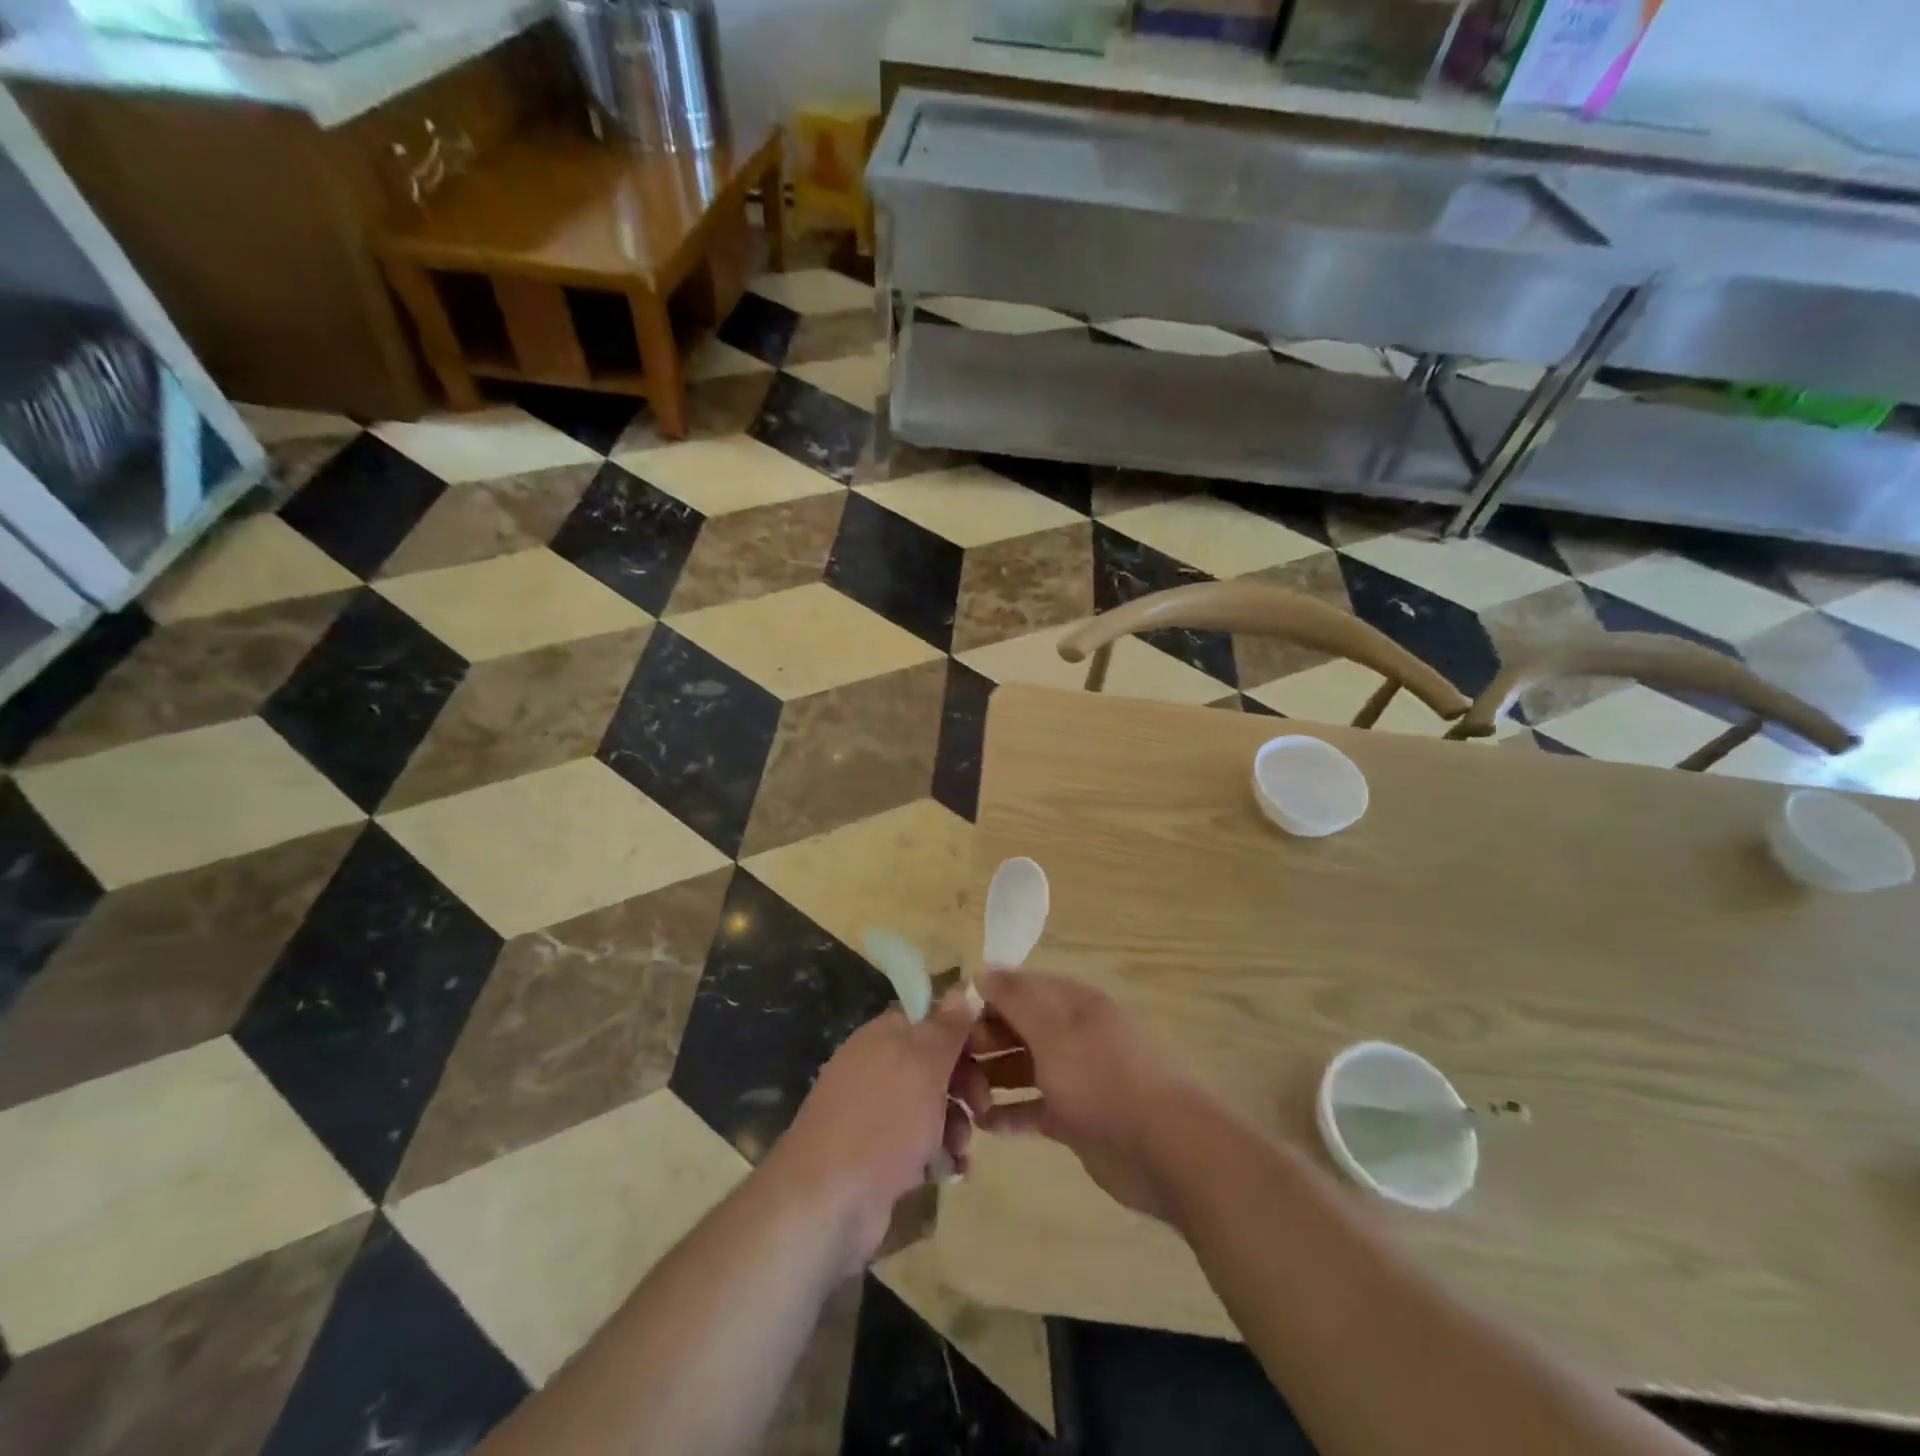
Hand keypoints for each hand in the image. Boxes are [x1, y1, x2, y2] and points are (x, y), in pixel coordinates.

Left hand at [773, 991, 989, 1271]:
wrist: (827, 1201)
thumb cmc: (883, 1120)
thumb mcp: (924, 1065)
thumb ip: (946, 1028)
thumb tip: (962, 988)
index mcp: (884, 1036)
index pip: (931, 1019)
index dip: (963, 1033)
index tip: (992, 1055)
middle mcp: (876, 1066)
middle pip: (933, 1063)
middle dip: (965, 1084)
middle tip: (982, 1108)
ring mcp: (874, 1112)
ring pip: (930, 1106)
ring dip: (955, 1124)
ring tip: (961, 1148)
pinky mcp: (876, 1154)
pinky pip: (918, 1143)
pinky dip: (938, 1153)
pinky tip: (951, 1170)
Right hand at [970, 969, 1213, 1223]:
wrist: (1162, 1147)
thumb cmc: (1101, 1078)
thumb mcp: (1053, 1031)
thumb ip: (1016, 999)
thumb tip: (982, 970)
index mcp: (1072, 1004)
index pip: (1020, 988)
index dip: (985, 1000)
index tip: (950, 1022)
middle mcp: (1072, 1034)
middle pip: (1018, 1028)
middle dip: (984, 1042)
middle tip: (952, 1066)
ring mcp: (1075, 1076)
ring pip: (1023, 1068)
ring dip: (993, 1080)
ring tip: (963, 1098)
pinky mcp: (1076, 1117)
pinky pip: (1035, 1108)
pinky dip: (1012, 1114)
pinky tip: (987, 1126)